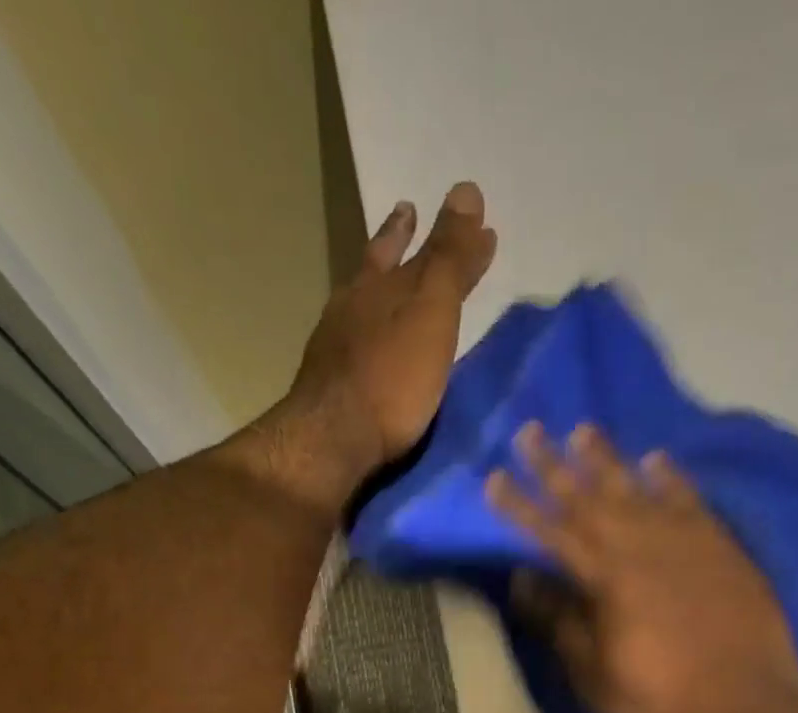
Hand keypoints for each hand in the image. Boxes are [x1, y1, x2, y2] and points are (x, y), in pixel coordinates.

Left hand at [280, 182, 497, 498]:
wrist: (335, 438)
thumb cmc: (392, 376)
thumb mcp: (430, 312)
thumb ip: (449, 259)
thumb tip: (467, 189)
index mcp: (379, 286)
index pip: (418, 248)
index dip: (445, 234)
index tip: (468, 213)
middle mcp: (352, 309)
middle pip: (378, 267)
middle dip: (397, 242)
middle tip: (407, 215)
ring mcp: (334, 348)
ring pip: (360, 306)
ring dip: (378, 291)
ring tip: (390, 287)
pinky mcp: (329, 389)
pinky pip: (354, 348)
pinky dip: (369, 338)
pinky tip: (372, 351)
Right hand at [487, 424, 797, 712]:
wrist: (749, 707)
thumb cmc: (661, 702)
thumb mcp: (596, 676)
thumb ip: (560, 622)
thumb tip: (523, 578)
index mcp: (606, 580)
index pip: (551, 532)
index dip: (520, 505)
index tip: (494, 476)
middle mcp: (642, 547)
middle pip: (589, 498)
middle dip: (554, 466)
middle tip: (529, 431)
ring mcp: (686, 542)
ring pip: (637, 489)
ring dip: (606, 459)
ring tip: (583, 430)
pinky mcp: (722, 548)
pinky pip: (690, 500)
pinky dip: (670, 478)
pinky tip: (655, 459)